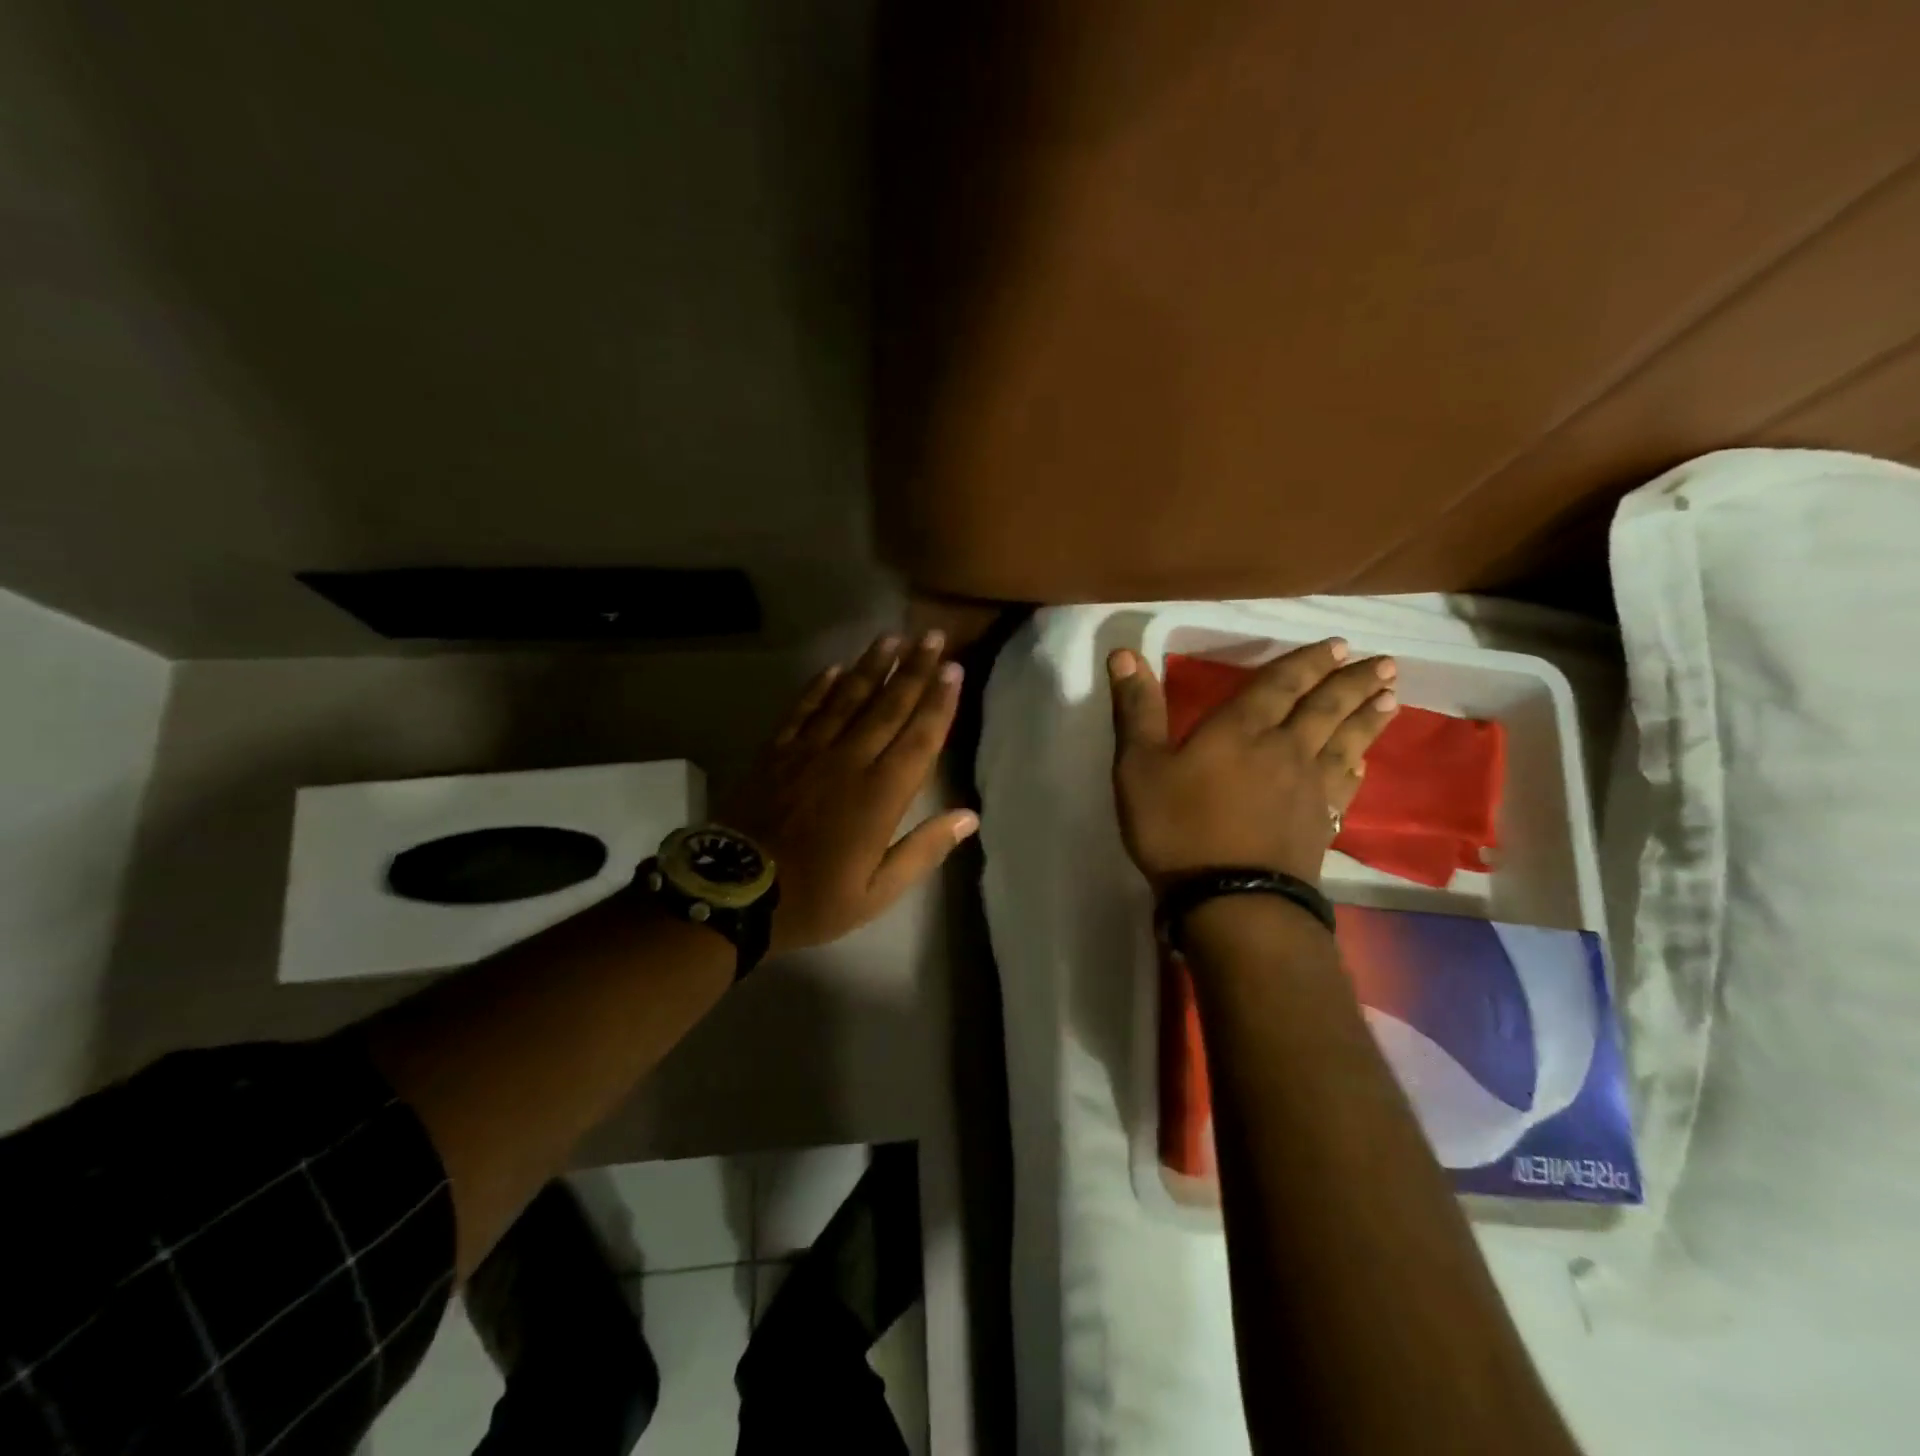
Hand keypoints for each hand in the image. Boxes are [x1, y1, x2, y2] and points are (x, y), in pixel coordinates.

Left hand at [721, 631, 977, 954]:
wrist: (732, 892)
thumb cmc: (813, 899)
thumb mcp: (876, 893)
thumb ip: (924, 850)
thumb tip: (969, 817)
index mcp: (880, 796)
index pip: (919, 739)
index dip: (939, 702)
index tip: (954, 670)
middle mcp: (849, 762)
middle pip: (888, 707)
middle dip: (915, 670)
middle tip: (933, 636)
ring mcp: (809, 752)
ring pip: (848, 698)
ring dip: (873, 666)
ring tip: (892, 638)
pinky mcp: (776, 752)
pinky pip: (803, 709)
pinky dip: (821, 686)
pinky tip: (835, 668)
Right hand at [1107, 639, 1397, 887]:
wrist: (1231, 900)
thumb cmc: (1177, 828)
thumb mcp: (1139, 766)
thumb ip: (1137, 709)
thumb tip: (1123, 653)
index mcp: (1241, 730)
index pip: (1281, 685)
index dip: (1309, 662)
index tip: (1340, 645)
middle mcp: (1284, 750)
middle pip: (1326, 708)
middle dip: (1352, 683)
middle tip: (1383, 663)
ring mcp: (1308, 789)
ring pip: (1345, 743)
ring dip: (1368, 718)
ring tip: (1392, 697)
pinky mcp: (1320, 825)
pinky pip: (1345, 787)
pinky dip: (1356, 769)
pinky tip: (1362, 764)